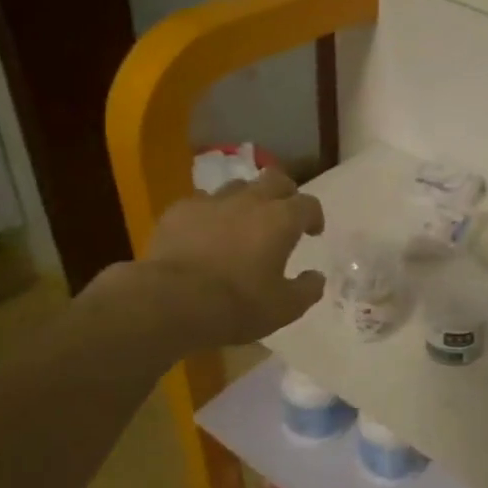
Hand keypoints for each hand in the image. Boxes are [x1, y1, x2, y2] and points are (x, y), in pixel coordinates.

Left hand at [126, 168, 326, 348]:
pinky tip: (204, 234)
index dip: (314, 216)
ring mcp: (211, 202)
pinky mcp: (178, 211)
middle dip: (284, 193)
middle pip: (275, 179)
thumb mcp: (284, 308)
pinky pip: (201, 203)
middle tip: (283, 214)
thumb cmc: (237, 304)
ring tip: (242, 222)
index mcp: (281, 220)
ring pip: (237, 187)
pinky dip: (209, 214)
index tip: (312, 232)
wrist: (170, 302)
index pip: (308, 204)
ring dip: (246, 200)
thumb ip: (307, 289)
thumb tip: (316, 277)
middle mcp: (250, 201)